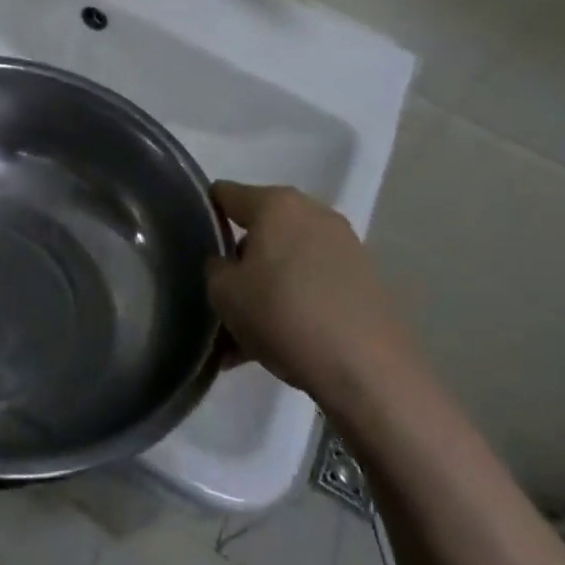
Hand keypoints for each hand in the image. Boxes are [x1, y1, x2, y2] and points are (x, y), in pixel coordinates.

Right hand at [206, 182, 413, 398]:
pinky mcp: (365, 279)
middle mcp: (311, 211)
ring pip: (289, 261)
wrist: (368, 370)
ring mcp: (343, 244)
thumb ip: (215, 269)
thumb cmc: (284, 315)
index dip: (207, 214)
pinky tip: (283, 344)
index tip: (196, 244)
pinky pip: (314, 282)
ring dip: (268, 286)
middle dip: (242, 260)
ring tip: (251, 334)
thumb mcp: (224, 294)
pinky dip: (296, 302)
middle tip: (226, 298)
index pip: (226, 194)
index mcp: (275, 203)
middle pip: (261, 229)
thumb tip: (228, 265)